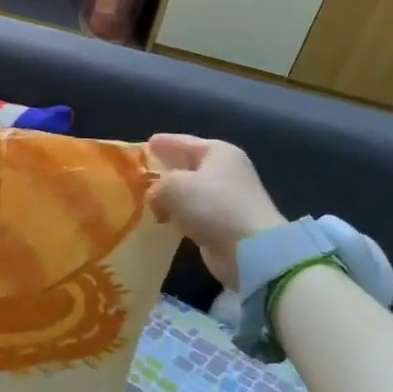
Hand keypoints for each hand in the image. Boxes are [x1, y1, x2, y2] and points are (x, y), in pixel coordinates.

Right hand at [146, 134, 286, 289]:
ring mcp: (228, 199)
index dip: (164, 143)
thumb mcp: (173, 187)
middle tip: (141, 172)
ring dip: (172, 197)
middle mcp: (226, 171)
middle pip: (189, 166)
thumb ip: (156, 186)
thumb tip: (154, 198)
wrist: (251, 250)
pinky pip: (195, 214)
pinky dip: (180, 216)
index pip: (184, 142)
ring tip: (147, 199)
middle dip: (166, 170)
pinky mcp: (225, 225)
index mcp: (218, 152)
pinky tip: (164, 220)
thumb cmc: (212, 205)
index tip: (146, 144)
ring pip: (190, 193)